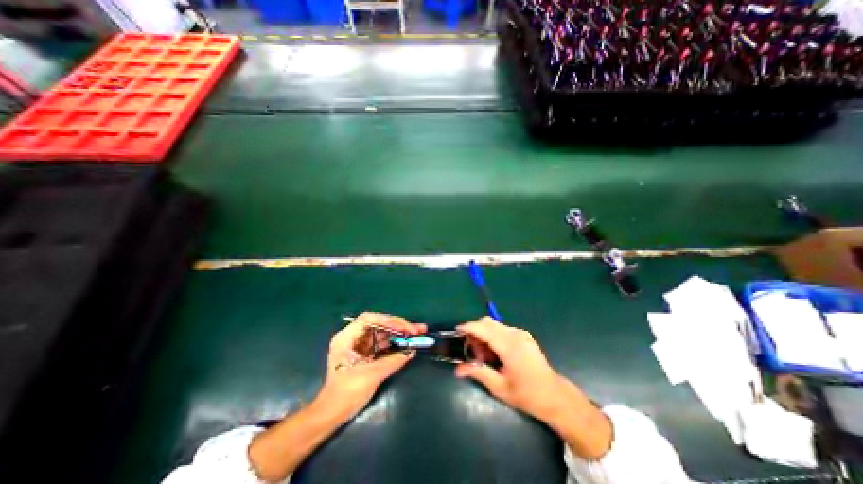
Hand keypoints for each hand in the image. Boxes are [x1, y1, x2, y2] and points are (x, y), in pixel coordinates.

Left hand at [316, 313, 426, 419]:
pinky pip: (383, 343)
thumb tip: (412, 350)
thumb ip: (393, 361)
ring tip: (418, 333)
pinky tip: (408, 343)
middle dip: (398, 326)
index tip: (404, 327)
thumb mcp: (371, 375)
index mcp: (347, 337)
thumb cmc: (346, 393)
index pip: (369, 319)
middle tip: (417, 329)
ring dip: (399, 333)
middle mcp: (353, 337)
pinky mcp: (366, 353)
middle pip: (379, 324)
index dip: (388, 320)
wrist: (332, 414)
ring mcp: (360, 345)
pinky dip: (395, 343)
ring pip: (383, 333)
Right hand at [454, 315, 608, 458]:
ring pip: (495, 325)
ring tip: (484, 355)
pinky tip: (495, 352)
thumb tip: (458, 370)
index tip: (457, 331)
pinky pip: (503, 329)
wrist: (555, 396)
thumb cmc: (527, 395)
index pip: (484, 329)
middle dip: (475, 331)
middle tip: (471, 350)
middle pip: (488, 322)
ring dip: (484, 334)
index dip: (469, 327)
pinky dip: (493, 335)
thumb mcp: (500, 388)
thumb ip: (478, 373)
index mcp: (509, 346)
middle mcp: (515, 334)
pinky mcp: (524, 335)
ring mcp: (521, 333)